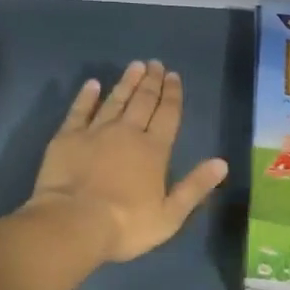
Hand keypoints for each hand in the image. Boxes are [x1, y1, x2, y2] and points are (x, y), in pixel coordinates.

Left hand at [25, 60, 228, 264]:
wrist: (73, 223)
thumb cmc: (125, 225)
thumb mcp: (170, 215)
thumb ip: (195, 187)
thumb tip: (222, 163)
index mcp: (154, 150)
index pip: (168, 114)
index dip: (173, 94)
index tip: (174, 75)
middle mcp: (127, 132)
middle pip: (143, 101)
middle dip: (152, 81)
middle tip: (156, 64)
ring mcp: (96, 131)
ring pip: (115, 99)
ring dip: (126, 82)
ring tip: (135, 66)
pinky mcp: (67, 137)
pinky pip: (79, 110)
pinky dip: (87, 96)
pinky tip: (92, 84)